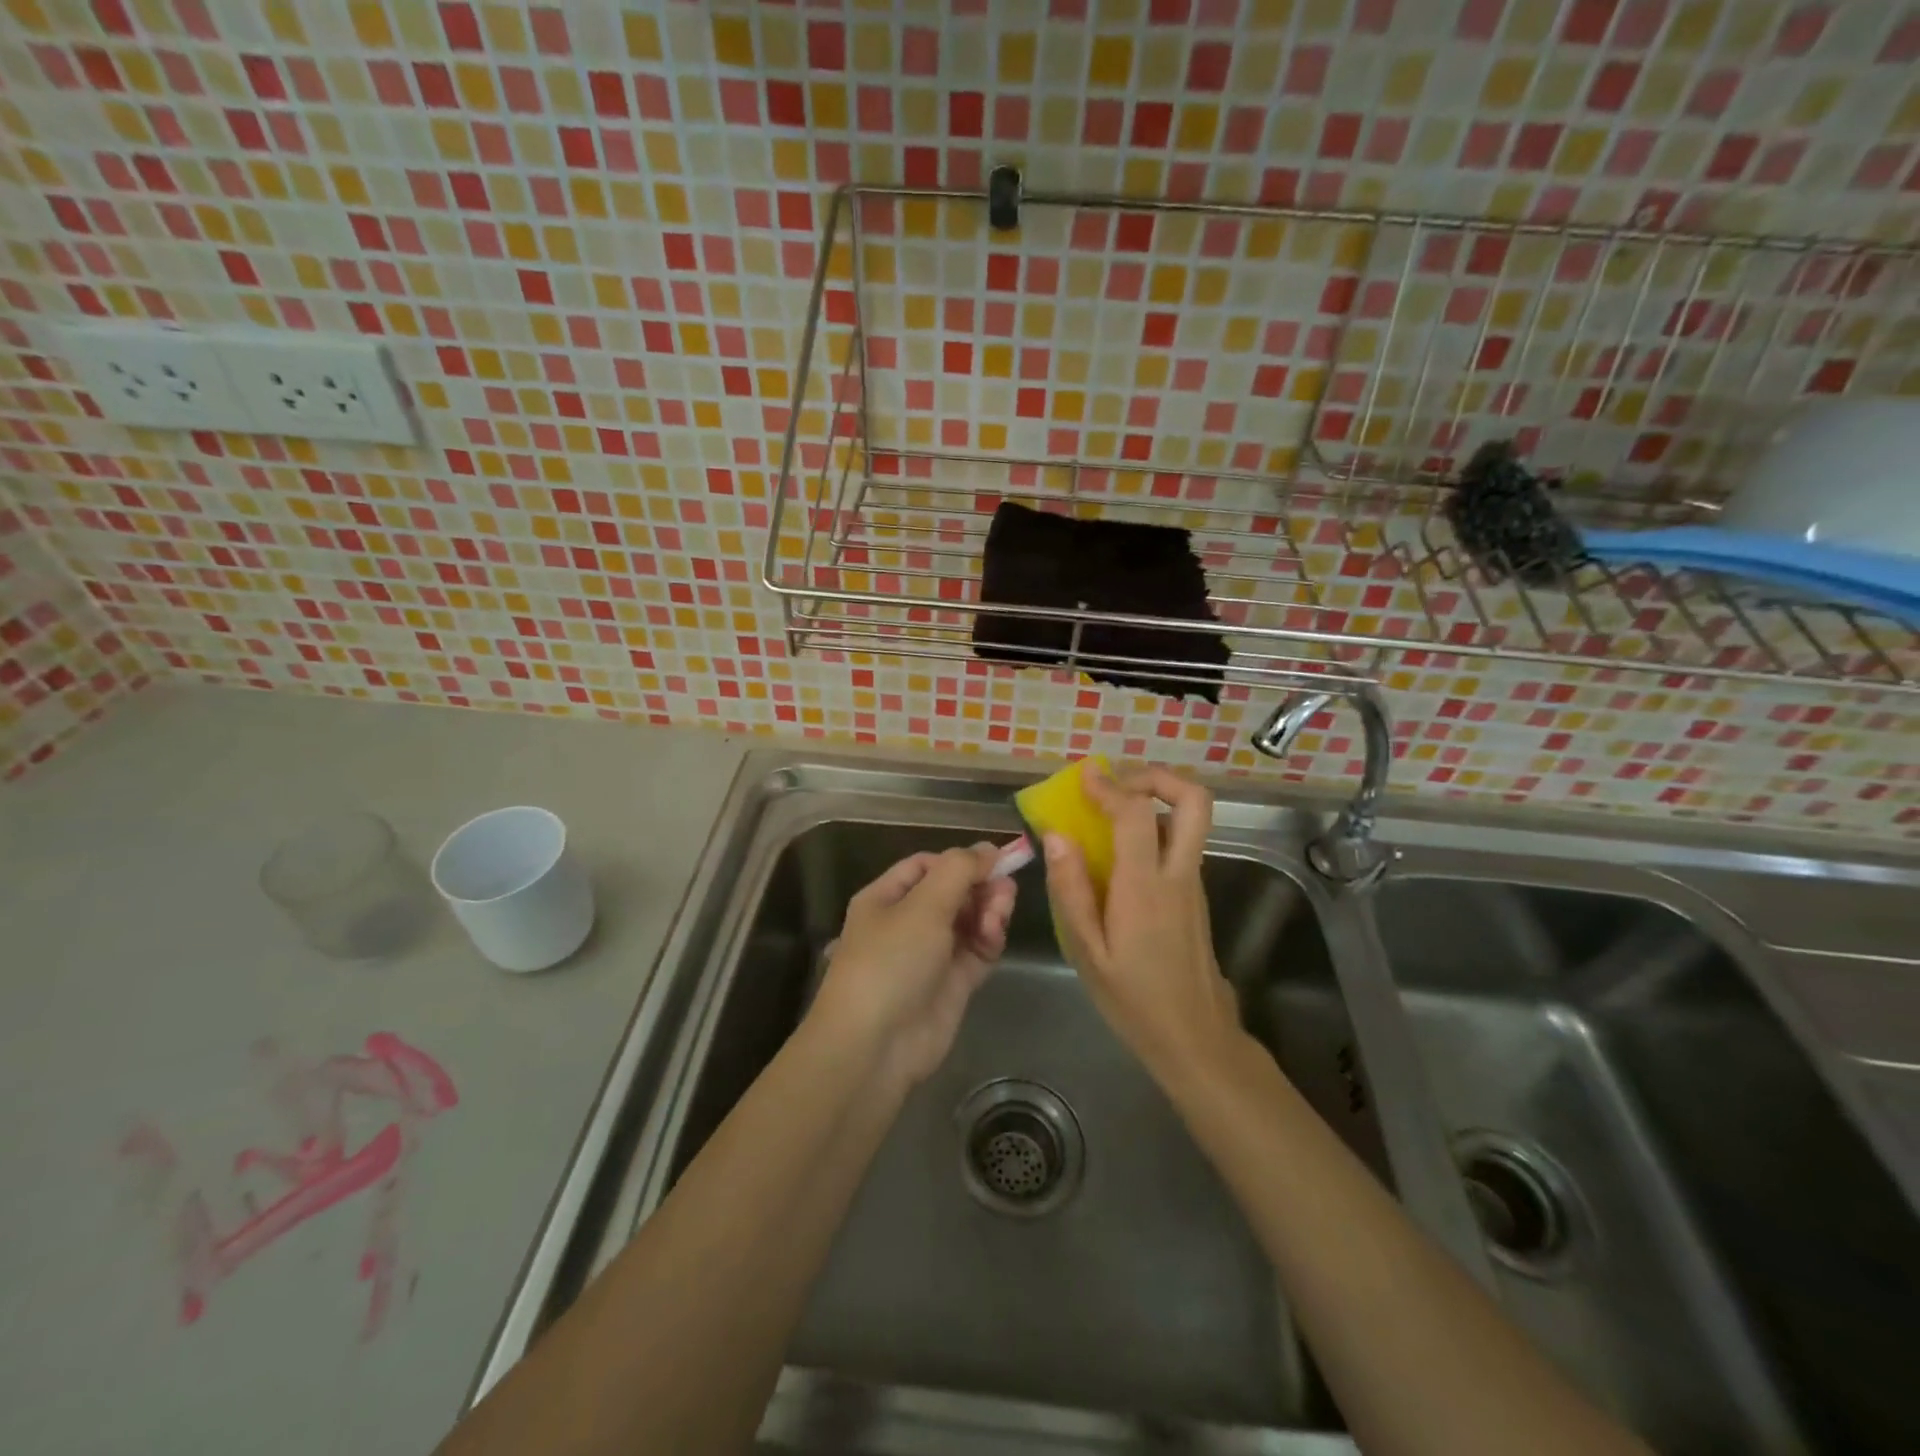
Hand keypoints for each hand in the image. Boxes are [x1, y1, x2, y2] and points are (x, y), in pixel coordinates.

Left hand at [811, 844, 1015, 1088]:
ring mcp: (931, 954)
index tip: (995, 859)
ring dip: (988, 910)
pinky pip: (977, 950)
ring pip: (969, 920)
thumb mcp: (923, 905)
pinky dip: (989, 938)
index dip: (960, 860)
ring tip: (999, 912)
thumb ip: (959, 871)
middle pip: (953, 892)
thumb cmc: (891, 961)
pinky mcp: (952, 983)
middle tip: (1005, 887)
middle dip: (979, 886)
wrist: (876, 1046)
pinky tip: (994, 933)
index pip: (927, 865)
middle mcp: (908, 922)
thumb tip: (988, 849)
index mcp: (886, 898)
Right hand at [1042, 765, 1241, 1082]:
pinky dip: (1155, 826)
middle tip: (1118, 781)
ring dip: (1156, 798)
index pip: (1136, 814)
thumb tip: (1056, 837)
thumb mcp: (1088, 953)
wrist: (1196, 1038)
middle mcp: (1179, 874)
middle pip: (1194, 800)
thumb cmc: (1134, 1000)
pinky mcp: (1195, 895)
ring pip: (1191, 819)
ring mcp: (1193, 883)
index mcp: (1146, 887)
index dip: (1109, 787)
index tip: (1084, 776)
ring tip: (1111, 806)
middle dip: (1157, 777)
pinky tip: (1119, 848)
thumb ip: (1071, 891)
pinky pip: (1181, 842)